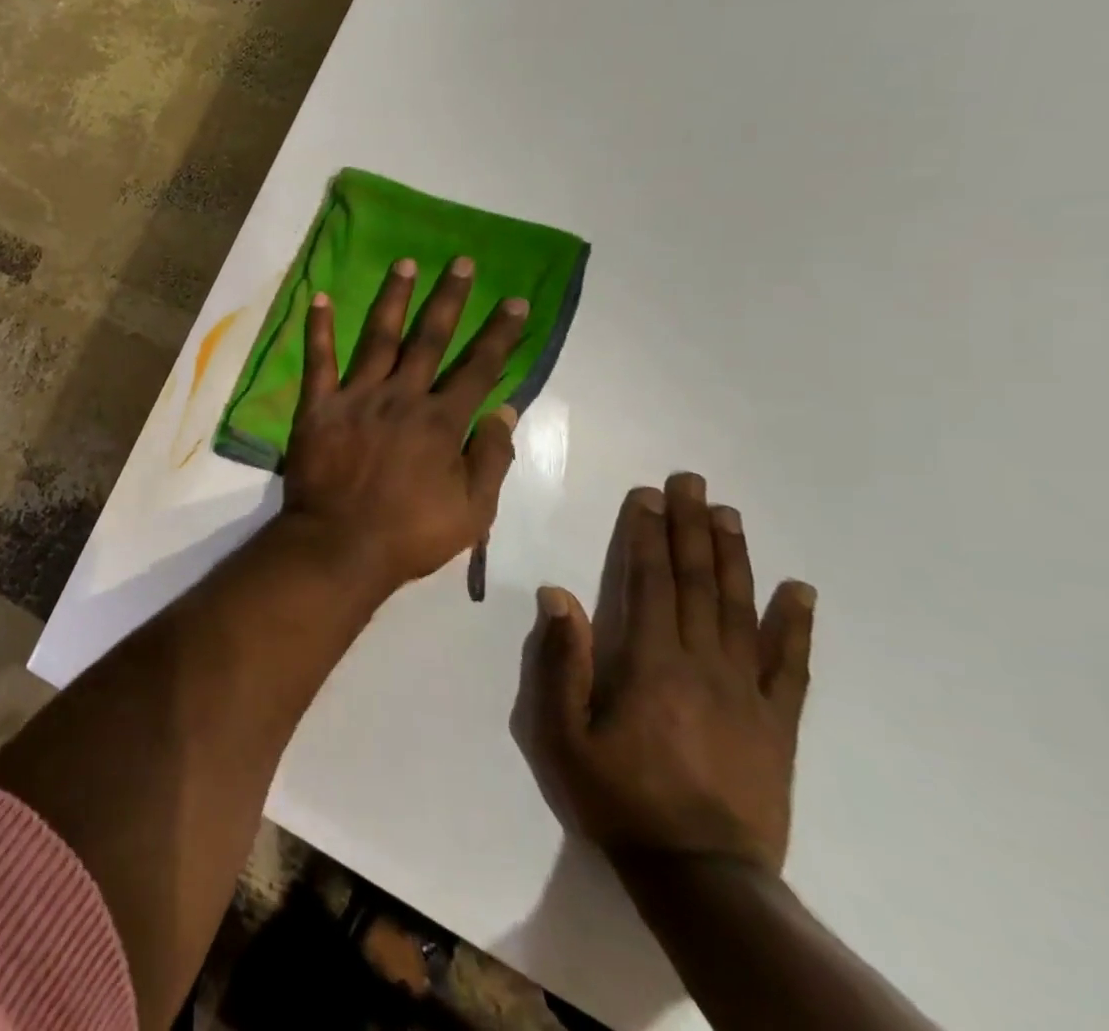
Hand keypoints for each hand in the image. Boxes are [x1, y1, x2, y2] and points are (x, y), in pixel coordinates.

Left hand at [282, 256, 529, 590]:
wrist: (340, 545)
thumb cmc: (410, 534)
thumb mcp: (472, 510)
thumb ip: (491, 458)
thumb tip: (506, 411)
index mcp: (441, 421)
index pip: (478, 368)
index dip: (499, 334)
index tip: (514, 301)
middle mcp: (401, 397)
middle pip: (430, 339)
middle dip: (449, 299)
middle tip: (461, 262)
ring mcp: (357, 397)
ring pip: (379, 337)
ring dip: (393, 298)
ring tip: (405, 263)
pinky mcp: (318, 405)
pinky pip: (319, 360)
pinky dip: (318, 328)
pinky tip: (318, 297)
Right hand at [511, 474, 815, 873]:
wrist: (703, 876)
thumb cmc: (620, 798)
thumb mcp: (564, 733)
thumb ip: (562, 661)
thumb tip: (558, 594)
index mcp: (651, 663)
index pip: (650, 582)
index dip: (647, 535)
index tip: (646, 496)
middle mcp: (704, 665)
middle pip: (698, 584)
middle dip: (690, 528)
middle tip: (690, 482)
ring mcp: (749, 693)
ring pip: (742, 610)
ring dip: (733, 557)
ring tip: (728, 514)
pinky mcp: (779, 724)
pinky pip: (791, 665)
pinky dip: (796, 625)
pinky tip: (799, 590)